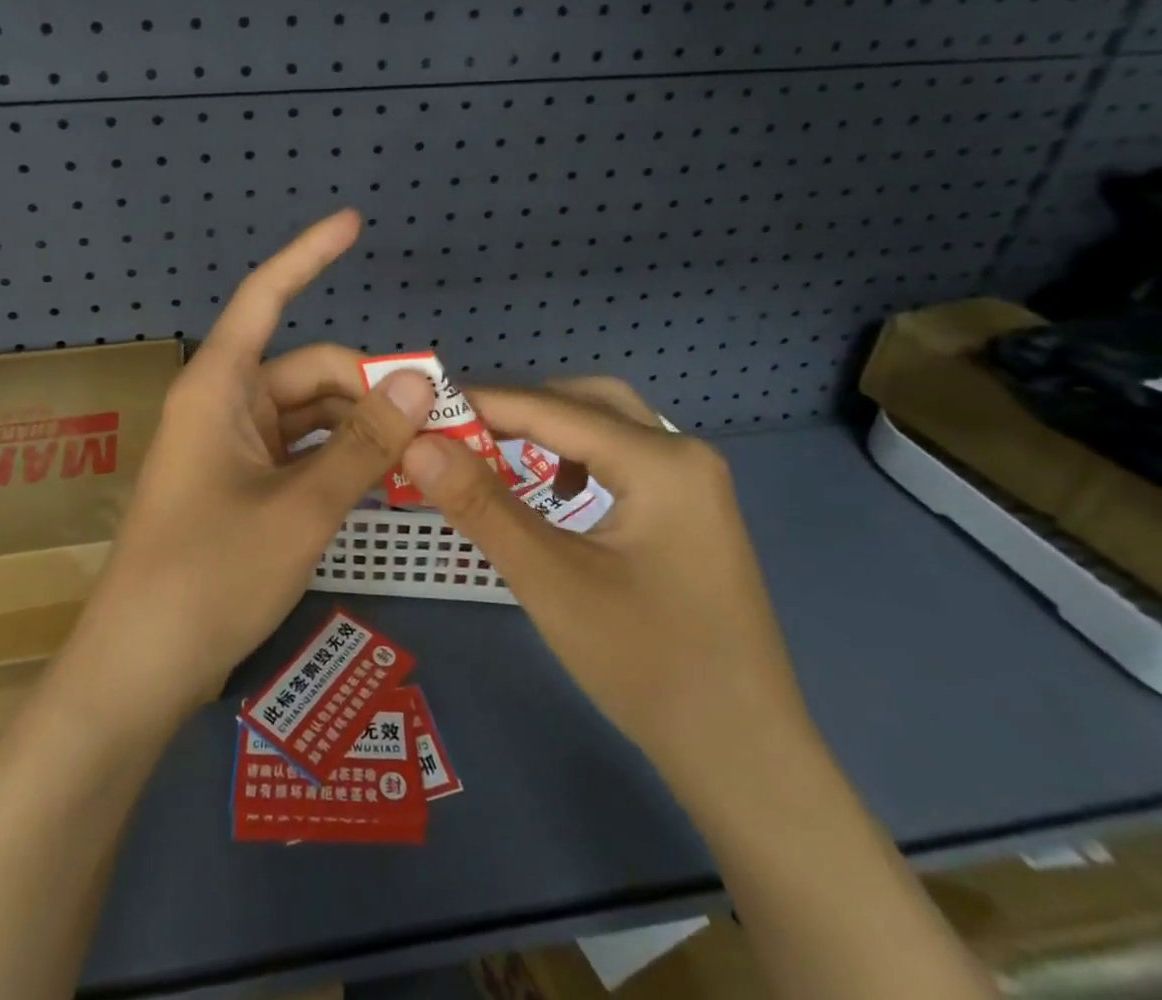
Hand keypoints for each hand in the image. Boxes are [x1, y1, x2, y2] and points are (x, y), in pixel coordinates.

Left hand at [59, 210, 435, 726]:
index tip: (352, 222)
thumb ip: (365, 444)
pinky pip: (299, 451)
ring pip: (310, 414)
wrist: (140, 669)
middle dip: (370, 386)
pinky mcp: (238, 485)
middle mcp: (223, 405)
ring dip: (361, 427)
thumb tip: (424, 382)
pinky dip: (339, 458)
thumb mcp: (302, 508)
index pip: (266, 297)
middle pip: (308, 370)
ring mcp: (230, 447)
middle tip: (437, 418)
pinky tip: (382, 477)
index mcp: (219, 387)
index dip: (309, 255)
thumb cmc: (211, 576)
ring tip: (422, 453)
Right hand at [400, 378, 812, 778]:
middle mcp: (684, 455)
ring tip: (496, 452)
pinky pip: (624, 460)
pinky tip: (556, 494)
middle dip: (520, 407)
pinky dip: (578, 458)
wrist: (746, 760)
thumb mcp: (550, 580)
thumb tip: (416, 445)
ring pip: (608, 427)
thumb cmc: (648, 665)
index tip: (422, 406)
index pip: (552, 409)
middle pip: (587, 401)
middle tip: (460, 428)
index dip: (481, 403)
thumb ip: (480, 505)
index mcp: (661, 461)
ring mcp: (694, 485)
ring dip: (550, 429)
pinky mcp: (691, 514)